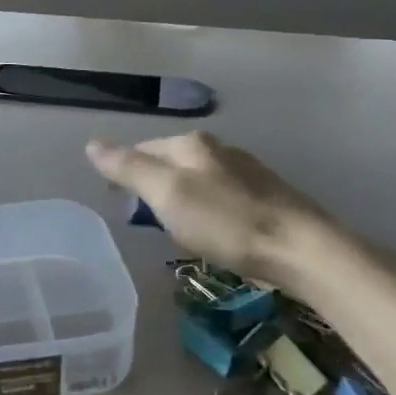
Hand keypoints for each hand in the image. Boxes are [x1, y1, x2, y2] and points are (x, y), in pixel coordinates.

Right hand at [85, 131, 346, 293]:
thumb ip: (129, 168)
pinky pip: (222, 199)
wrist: (304, 250)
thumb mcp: (167, 194)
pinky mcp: (267, 197)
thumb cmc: (227, 222)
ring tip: (178, 232)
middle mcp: (219, 149)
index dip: (124, 174)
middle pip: (170, 163)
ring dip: (181, 201)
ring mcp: (246, 172)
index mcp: (191, 144)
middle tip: (147, 222)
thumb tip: (91, 144)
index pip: (142, 149)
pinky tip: (216, 234)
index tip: (118, 204)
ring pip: (197, 181)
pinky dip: (208, 213)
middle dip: (154, 188)